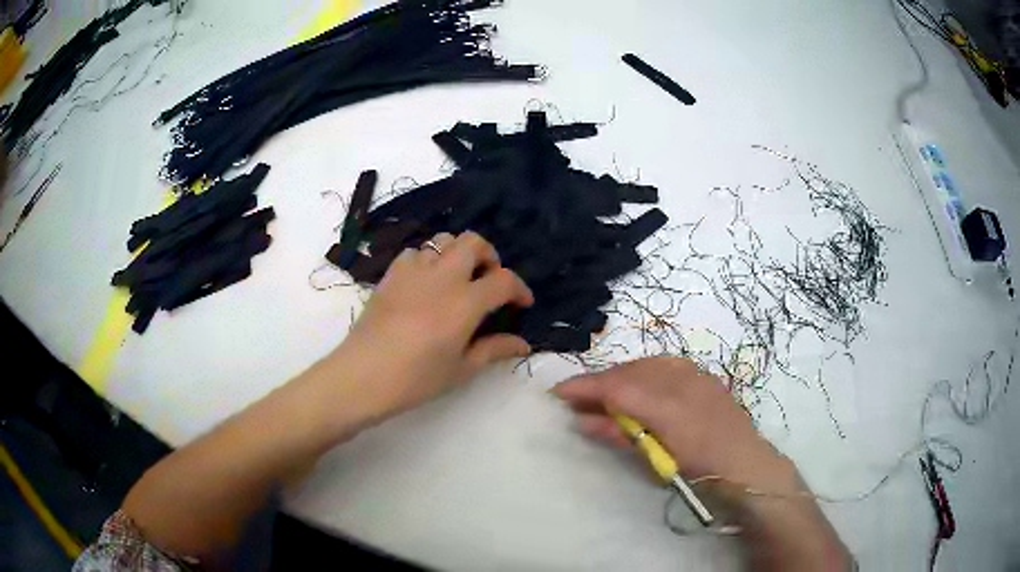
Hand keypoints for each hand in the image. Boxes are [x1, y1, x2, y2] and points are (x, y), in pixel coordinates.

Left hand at [333, 232, 534, 419]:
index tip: (522, 303)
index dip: (519, 288)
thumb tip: (523, 344)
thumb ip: (494, 349)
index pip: (503, 280)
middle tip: (489, 279)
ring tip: (458, 279)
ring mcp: (413, 271)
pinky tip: (425, 284)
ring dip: (457, 254)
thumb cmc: (416, 379)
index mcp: (465, 302)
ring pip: (443, 241)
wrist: (362, 376)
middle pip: (473, 242)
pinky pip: (415, 253)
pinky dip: (428, 261)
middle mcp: (442, 277)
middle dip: (489, 255)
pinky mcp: (391, 274)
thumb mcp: (461, 369)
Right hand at [553, 357, 788, 488]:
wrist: (747, 465)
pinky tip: (639, 388)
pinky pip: (664, 366)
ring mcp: (695, 374)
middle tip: (578, 397)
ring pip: (645, 364)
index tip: (557, 392)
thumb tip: (583, 419)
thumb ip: (620, 434)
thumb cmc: (699, 471)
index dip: (584, 387)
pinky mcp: (703, 376)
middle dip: (599, 381)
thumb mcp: (655, 459)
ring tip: (605, 394)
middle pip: (628, 370)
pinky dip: (644, 374)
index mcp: (667, 404)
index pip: (616, 386)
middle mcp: (681, 378)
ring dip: (620, 376)